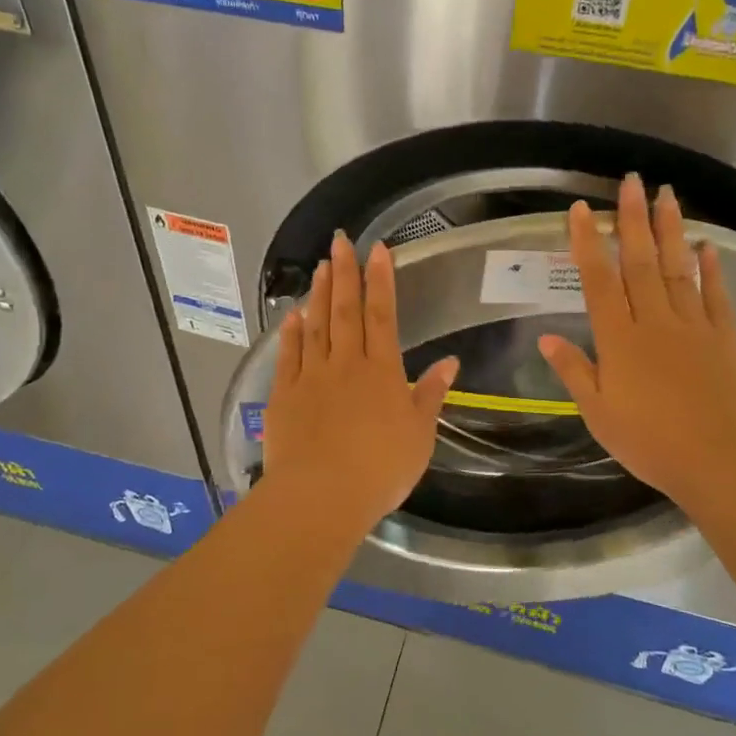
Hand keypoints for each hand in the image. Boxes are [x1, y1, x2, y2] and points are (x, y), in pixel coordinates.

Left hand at [261, 233, 459, 535]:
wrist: (322, 495)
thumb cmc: (380, 468)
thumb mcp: (419, 435)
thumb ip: (430, 395)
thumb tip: (450, 362)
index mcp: (382, 371)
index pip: (383, 315)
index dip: (381, 280)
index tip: (377, 249)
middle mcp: (345, 364)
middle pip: (345, 311)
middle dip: (345, 273)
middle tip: (339, 241)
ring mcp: (311, 376)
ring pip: (316, 326)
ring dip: (319, 294)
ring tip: (320, 267)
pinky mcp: (284, 394)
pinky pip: (289, 354)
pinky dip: (291, 332)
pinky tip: (293, 314)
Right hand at [537, 175, 735, 515]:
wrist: (720, 460)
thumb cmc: (650, 443)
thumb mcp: (598, 413)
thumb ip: (574, 371)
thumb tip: (546, 337)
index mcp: (619, 340)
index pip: (598, 281)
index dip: (587, 243)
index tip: (581, 210)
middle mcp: (654, 321)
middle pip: (641, 262)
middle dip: (632, 219)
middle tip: (631, 181)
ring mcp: (694, 326)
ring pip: (678, 268)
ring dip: (671, 229)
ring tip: (667, 194)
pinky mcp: (726, 337)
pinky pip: (716, 294)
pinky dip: (711, 268)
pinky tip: (707, 245)